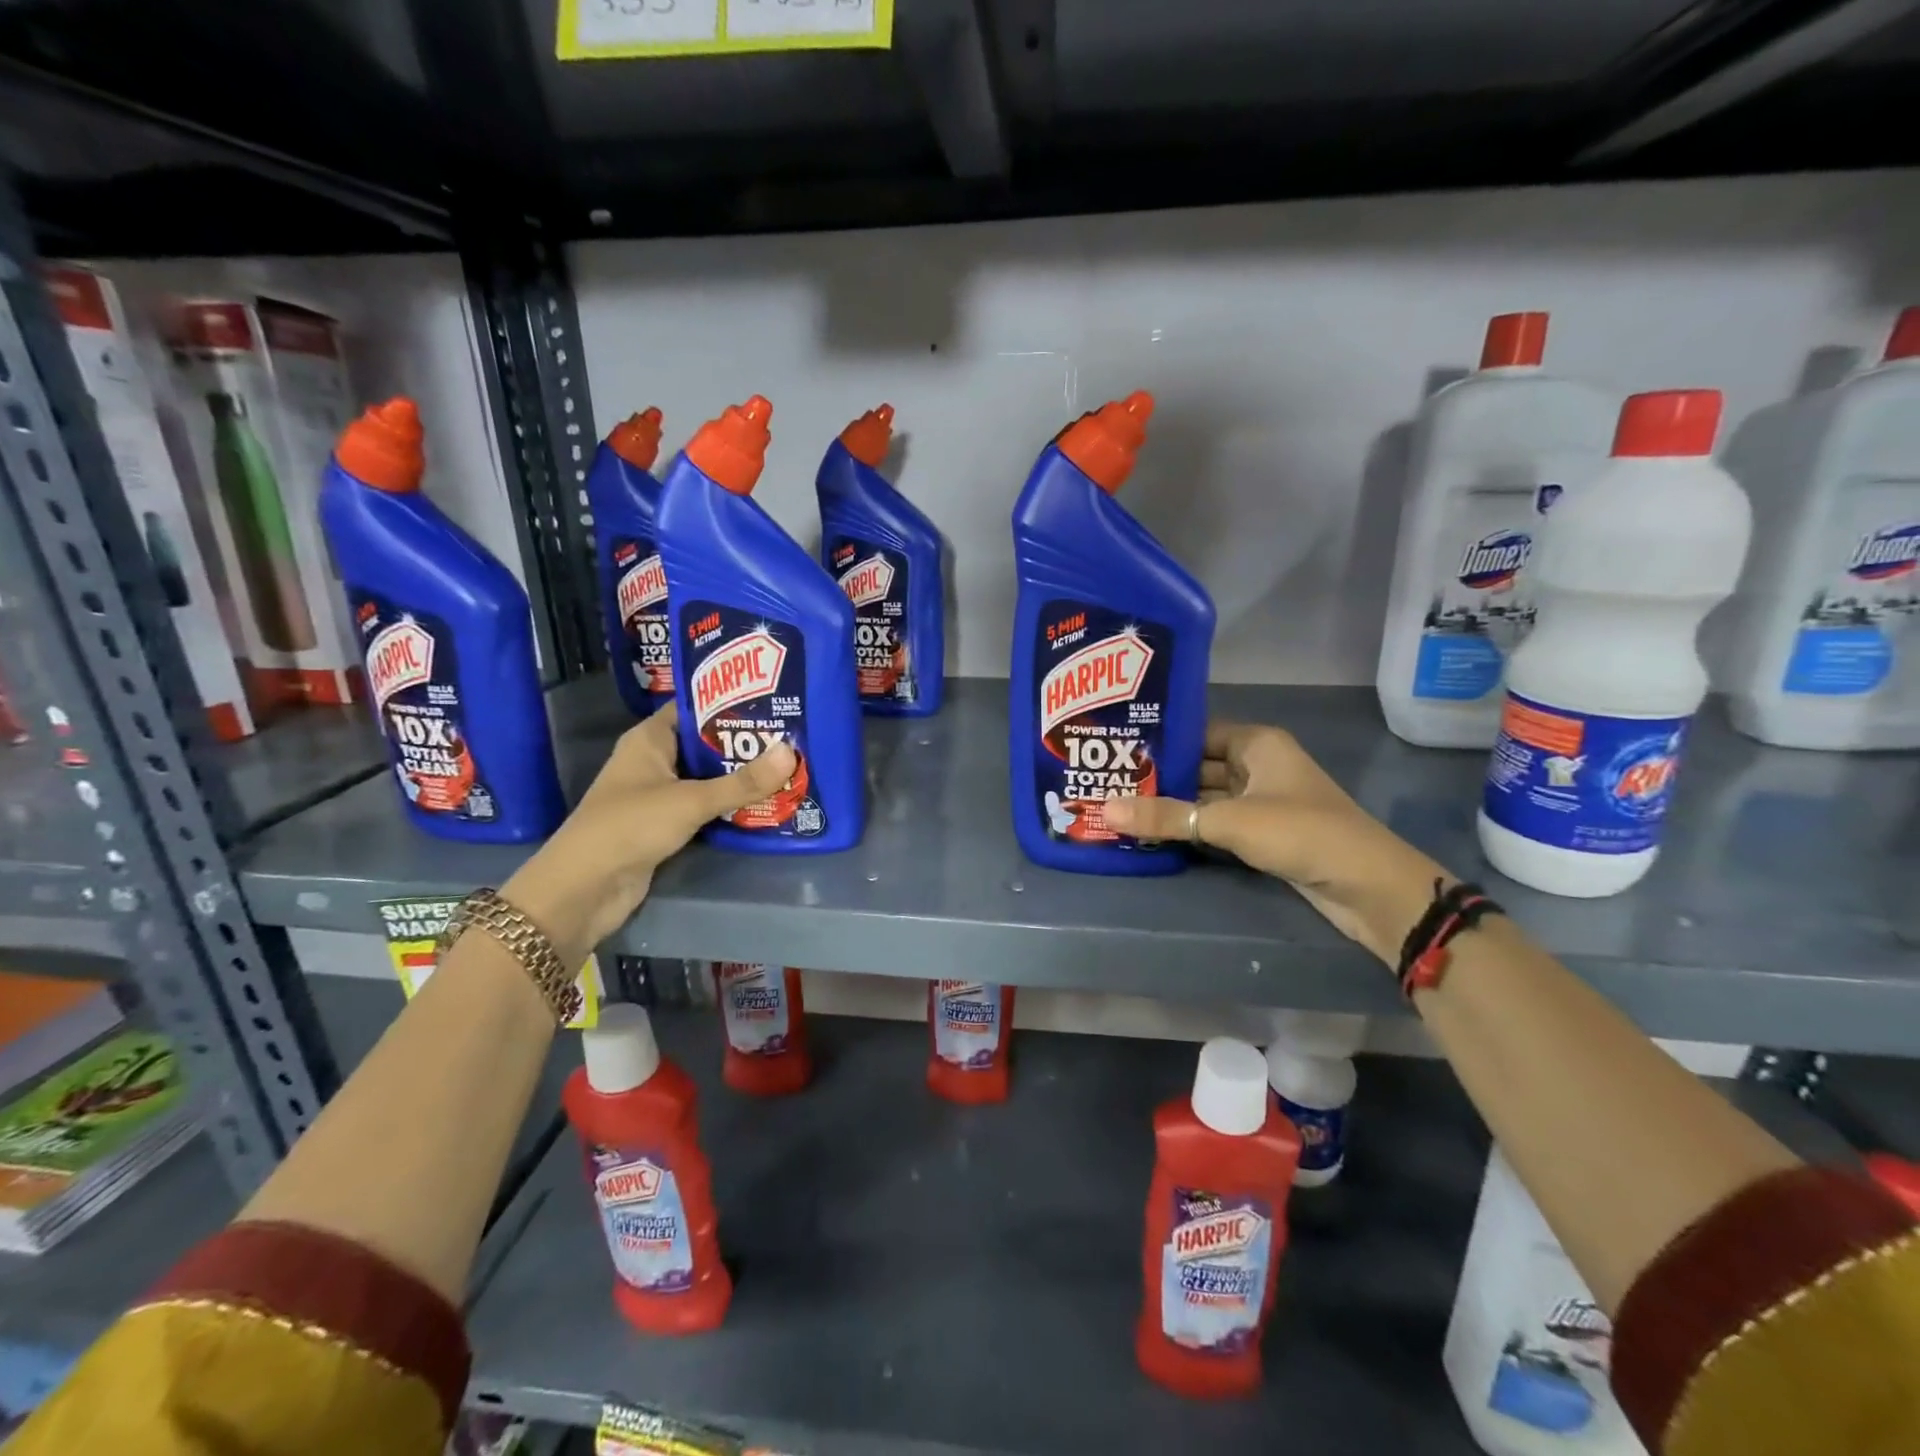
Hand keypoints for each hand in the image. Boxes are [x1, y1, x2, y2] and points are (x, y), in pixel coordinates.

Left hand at [502, 706, 795, 965]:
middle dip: (744, 744)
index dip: (730, 703)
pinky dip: (728, 805)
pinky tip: (764, 803)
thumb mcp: (691, 800)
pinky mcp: (664, 825)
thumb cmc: (631, 826)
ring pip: (707, 777)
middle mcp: (653, 761)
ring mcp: (658, 794)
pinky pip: (704, 806)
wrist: (585, 889)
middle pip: (705, 744)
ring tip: (787, 767)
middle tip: (792, 737)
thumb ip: (742, 782)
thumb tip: (791, 752)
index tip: (773, 703)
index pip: (694, 709)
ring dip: (739, 777)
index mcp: (649, 739)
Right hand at [1103, 723, 1445, 964]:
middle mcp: (1257, 766)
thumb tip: (1104, 809)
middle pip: (1197, 765)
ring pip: (1204, 797)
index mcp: (1256, 744)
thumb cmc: (1302, 833)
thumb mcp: (1229, 821)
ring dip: (1170, 805)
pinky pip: (1214, 823)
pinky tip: (1151, 831)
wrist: (1368, 888)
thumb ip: (1166, 816)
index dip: (1159, 738)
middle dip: (1157, 775)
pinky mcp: (1261, 834)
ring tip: (1118, 804)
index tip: (1115, 746)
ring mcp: (1260, 801)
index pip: (1196, 731)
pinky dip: (1188, 828)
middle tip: (1106, 779)